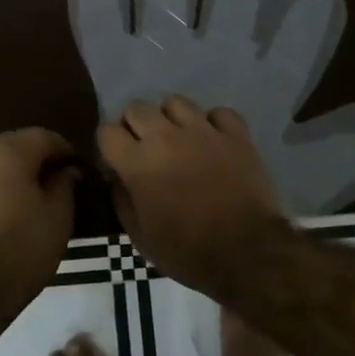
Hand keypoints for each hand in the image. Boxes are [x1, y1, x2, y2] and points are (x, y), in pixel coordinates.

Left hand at [0, 128, 79, 327]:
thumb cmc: (20, 249)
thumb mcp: (58, 218)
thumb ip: (65, 185)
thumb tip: (67, 171)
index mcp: (8, 150)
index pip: (44, 137)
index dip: (65, 151)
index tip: (78, 170)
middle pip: (14, 146)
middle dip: (37, 160)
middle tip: (57, 184)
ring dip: (12, 174)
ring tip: (30, 200)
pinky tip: (3, 214)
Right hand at [97, 96, 289, 291]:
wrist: (247, 253)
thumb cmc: (187, 251)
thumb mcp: (140, 237)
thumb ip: (122, 200)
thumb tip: (116, 177)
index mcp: (138, 163)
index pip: (107, 132)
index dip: (109, 145)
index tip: (117, 160)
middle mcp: (166, 137)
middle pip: (137, 107)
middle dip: (135, 124)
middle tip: (145, 148)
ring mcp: (203, 131)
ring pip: (176, 102)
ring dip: (171, 119)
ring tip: (179, 139)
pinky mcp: (236, 134)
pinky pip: (219, 113)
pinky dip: (213, 123)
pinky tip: (214, 141)